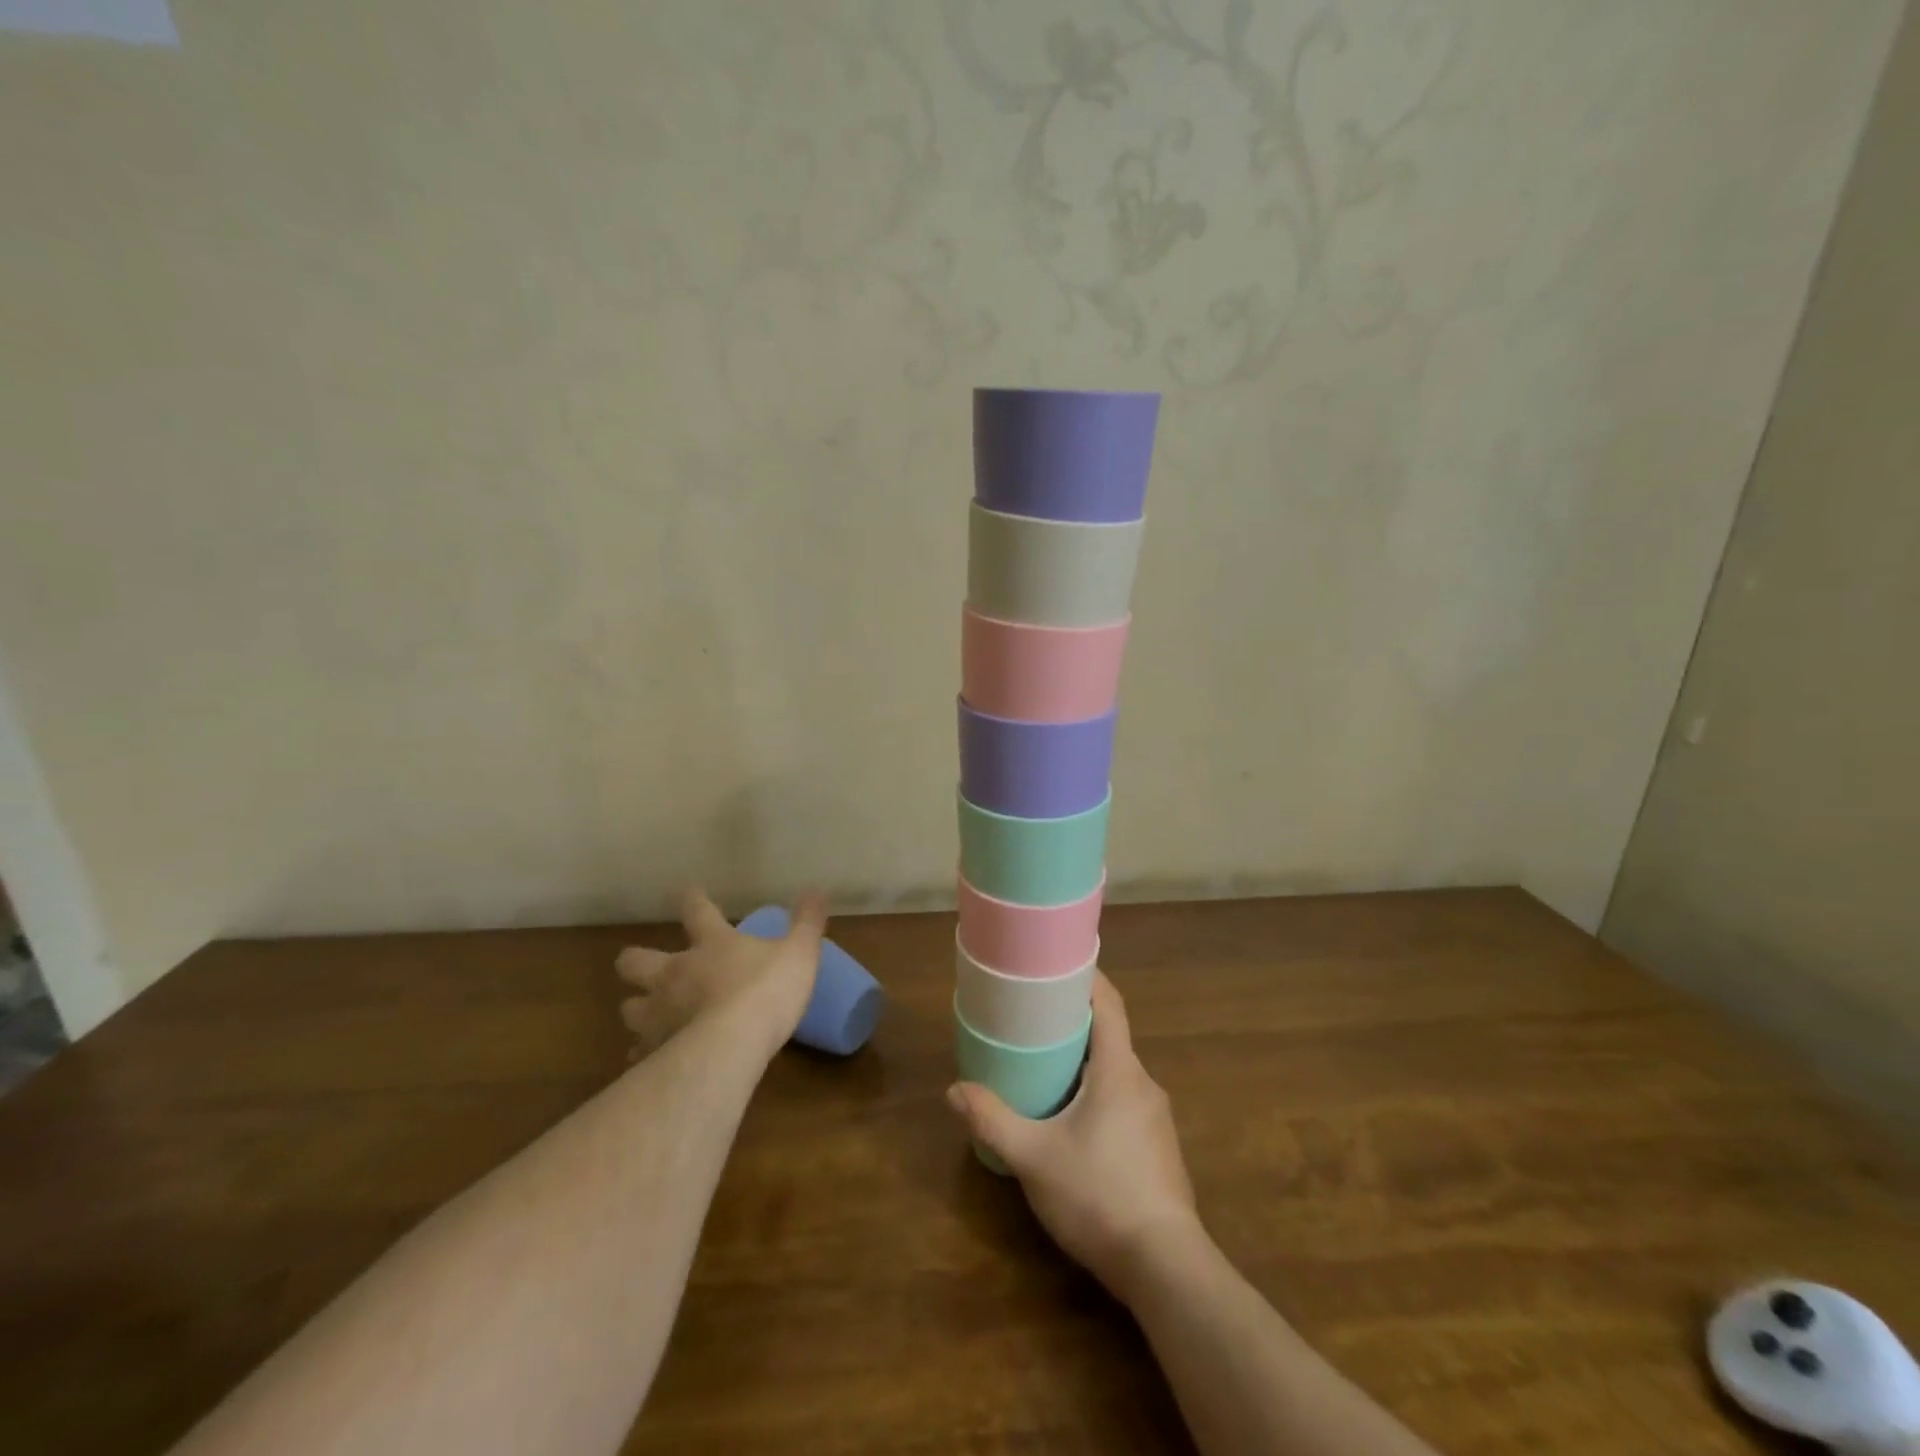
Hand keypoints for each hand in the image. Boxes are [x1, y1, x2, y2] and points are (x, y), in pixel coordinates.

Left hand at [615, 889, 826, 1060]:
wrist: (731, 1047)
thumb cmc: (766, 991)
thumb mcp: (800, 952)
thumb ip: (807, 922)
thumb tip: (818, 890)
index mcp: (711, 944)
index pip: (696, 910)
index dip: (691, 899)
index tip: (685, 892)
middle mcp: (675, 973)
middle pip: (635, 960)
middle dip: (635, 961)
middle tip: (646, 966)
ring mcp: (658, 1013)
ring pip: (629, 1008)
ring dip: (638, 1009)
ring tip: (651, 1017)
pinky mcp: (653, 1051)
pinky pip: (639, 1052)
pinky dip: (644, 1054)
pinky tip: (655, 1060)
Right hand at [946, 973, 1201, 1299]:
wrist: (1166, 1268)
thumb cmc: (1099, 1195)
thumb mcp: (1034, 1157)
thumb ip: (993, 1121)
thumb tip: (954, 1090)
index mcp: (1120, 1070)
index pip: (1110, 1004)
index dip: (1087, 978)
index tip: (1057, 966)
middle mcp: (1144, 1084)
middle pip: (1111, 1036)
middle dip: (1074, 1024)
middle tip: (1034, 1022)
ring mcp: (1157, 1118)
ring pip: (1118, 1073)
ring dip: (1086, 1064)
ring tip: (1047, 1070)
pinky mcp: (1159, 1148)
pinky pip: (1126, 1101)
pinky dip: (1099, 1094)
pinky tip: (1074, 1123)